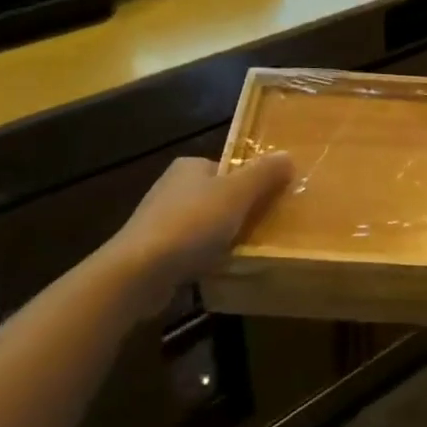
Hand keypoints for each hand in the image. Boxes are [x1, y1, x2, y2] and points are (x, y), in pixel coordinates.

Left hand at [104, 154, 293, 311]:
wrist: (138, 272)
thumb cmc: (191, 224)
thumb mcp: (237, 193)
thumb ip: (263, 174)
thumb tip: (288, 155)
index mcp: (189, 166)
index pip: (227, 168)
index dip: (250, 184)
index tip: (269, 203)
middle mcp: (171, 187)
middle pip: (217, 197)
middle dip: (238, 213)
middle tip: (264, 229)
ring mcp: (159, 220)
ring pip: (204, 225)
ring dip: (221, 237)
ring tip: (244, 253)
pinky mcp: (153, 251)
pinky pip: (189, 249)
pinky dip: (204, 257)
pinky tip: (216, 269)